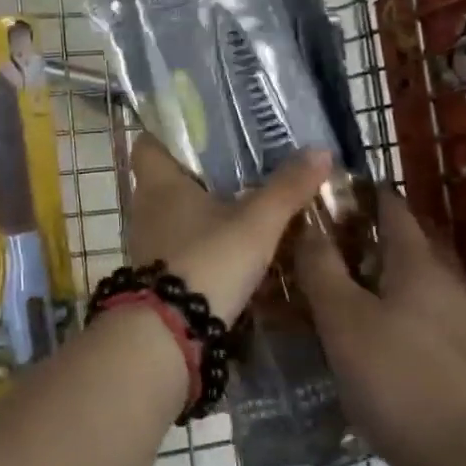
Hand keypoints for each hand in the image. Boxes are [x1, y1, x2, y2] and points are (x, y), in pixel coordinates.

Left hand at [125, 136, 329, 322]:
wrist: (171, 334)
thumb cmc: (209, 260)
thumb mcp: (257, 223)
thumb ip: (287, 188)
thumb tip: (320, 150)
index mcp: (159, 182)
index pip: (148, 143)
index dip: (169, 134)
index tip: (202, 132)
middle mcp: (145, 207)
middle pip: (165, 179)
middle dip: (197, 173)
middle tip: (237, 166)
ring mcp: (147, 243)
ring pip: (173, 214)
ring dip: (200, 210)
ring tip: (241, 204)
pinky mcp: (156, 275)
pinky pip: (178, 245)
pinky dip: (200, 241)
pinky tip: (231, 246)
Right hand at [295, 188, 465, 465]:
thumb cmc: (397, 378)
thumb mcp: (343, 321)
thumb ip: (322, 269)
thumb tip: (307, 223)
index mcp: (420, 264)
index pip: (394, 209)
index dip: (367, 194)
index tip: (337, 192)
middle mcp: (452, 284)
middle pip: (415, 244)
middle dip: (379, 237)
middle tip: (338, 246)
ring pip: (426, 285)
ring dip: (394, 279)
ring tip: (356, 295)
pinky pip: (435, 320)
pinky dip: (408, 315)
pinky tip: (387, 343)